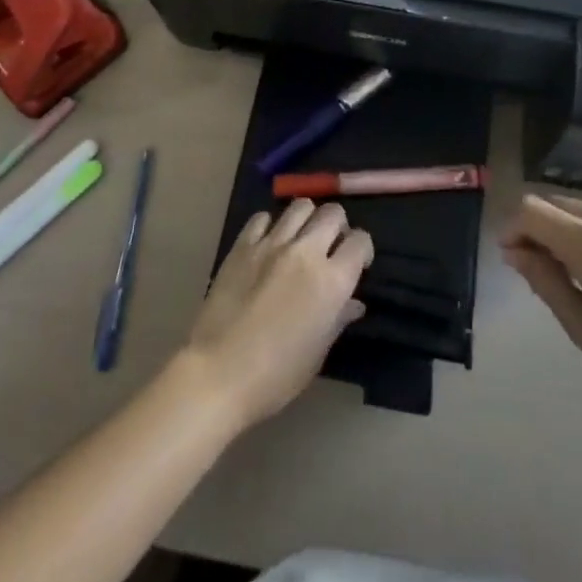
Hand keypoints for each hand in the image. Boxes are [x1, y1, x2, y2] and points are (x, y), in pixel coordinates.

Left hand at [182, 200, 372, 429]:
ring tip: (301, 239)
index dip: (363, 250)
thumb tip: (353, 303)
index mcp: (331, 280)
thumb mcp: (317, 353)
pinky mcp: (243, 245)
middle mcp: (306, 251)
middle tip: (330, 247)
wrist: (218, 374)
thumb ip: (338, 319)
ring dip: (307, 219)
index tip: (357, 264)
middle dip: (338, 226)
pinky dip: (270, 226)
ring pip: (300, 206)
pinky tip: (268, 244)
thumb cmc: (276, 375)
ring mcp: (272, 243)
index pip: (360, 242)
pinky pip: (263, 218)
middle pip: (333, 213)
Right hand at [500, 194, 581, 421]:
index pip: (531, 210)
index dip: (512, 228)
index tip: (509, 259)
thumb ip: (545, 282)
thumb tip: (514, 252)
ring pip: (572, 207)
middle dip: (532, 228)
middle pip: (550, 202)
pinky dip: (577, 232)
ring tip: (562, 276)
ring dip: (555, 229)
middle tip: (531, 271)